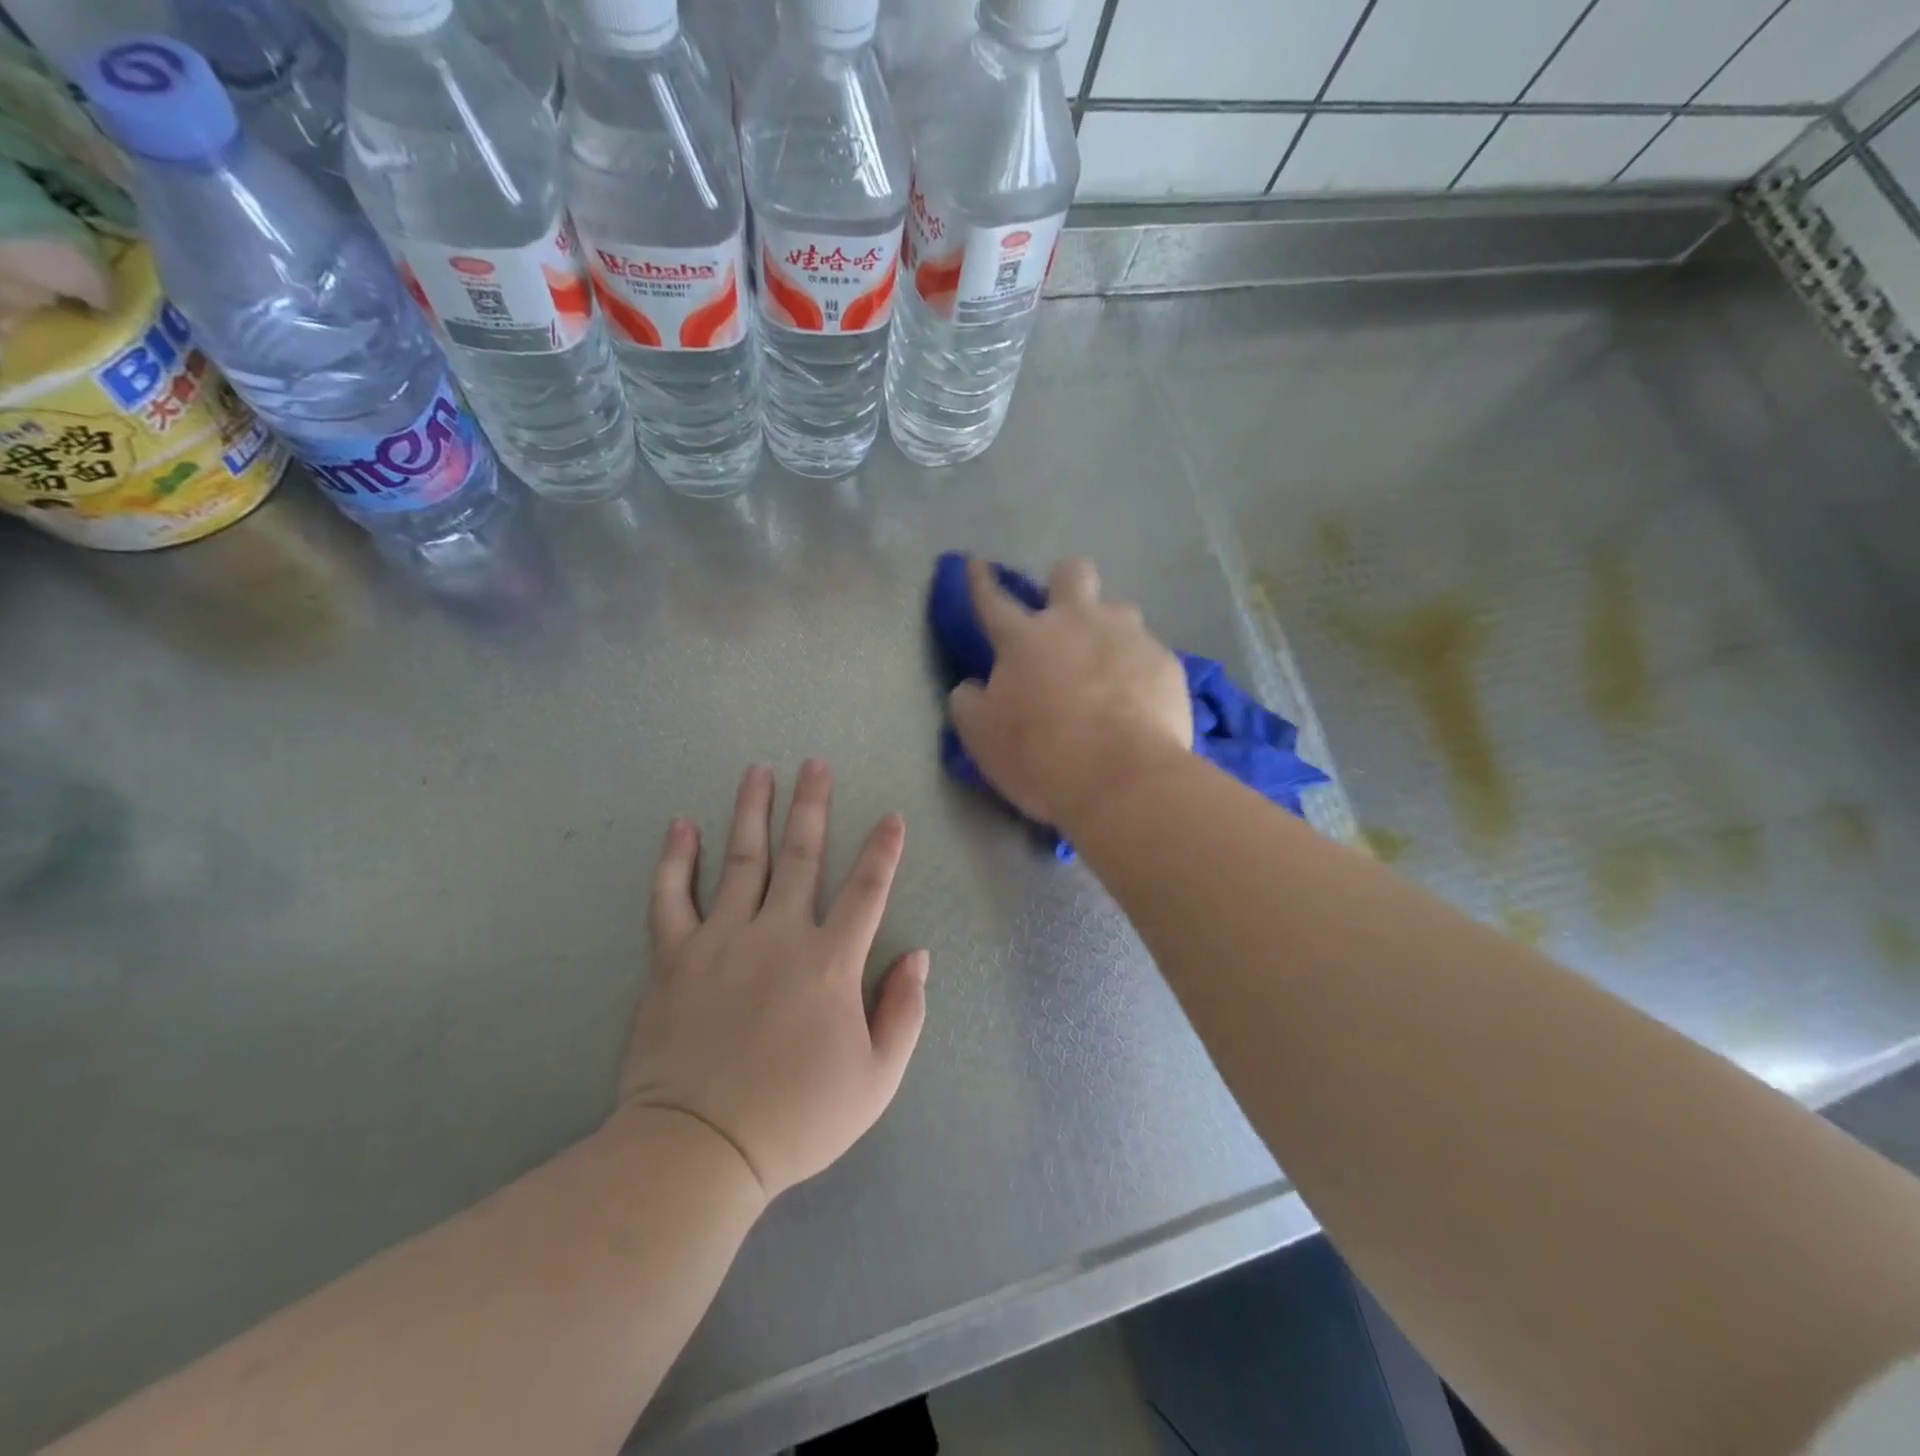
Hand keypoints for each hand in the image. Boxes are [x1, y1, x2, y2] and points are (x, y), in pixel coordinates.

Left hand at [616, 761, 929, 1200]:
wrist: (700, 1150)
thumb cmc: (797, 1118)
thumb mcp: (876, 1079)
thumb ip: (903, 1012)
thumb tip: (918, 955)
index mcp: (830, 962)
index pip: (866, 891)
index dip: (883, 851)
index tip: (891, 818)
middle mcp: (778, 935)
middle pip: (801, 856)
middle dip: (812, 806)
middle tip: (815, 764)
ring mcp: (721, 940)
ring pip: (741, 860)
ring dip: (752, 811)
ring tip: (759, 771)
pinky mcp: (674, 957)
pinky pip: (671, 897)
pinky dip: (675, 859)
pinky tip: (682, 825)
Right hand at [948, 557, 1192, 829]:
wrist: (1124, 780)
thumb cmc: (1041, 757)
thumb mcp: (982, 737)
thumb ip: (969, 703)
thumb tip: (972, 687)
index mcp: (1025, 638)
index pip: (992, 599)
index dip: (980, 581)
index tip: (976, 565)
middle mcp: (1078, 622)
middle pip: (1072, 573)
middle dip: (1063, 583)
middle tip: (1061, 617)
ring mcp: (1128, 638)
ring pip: (1119, 609)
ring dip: (1107, 629)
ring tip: (1106, 667)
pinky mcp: (1166, 663)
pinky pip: (1149, 654)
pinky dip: (1138, 670)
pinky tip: (1137, 701)